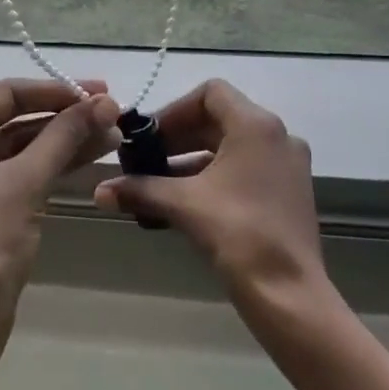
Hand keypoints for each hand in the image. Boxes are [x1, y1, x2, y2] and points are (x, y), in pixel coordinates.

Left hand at [0, 78, 121, 353]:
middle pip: (13, 118)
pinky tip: (88, 158)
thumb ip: (64, 136)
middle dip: (64, 117)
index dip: (55, 90)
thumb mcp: (26, 183)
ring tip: (112, 135)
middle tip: (112, 113)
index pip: (5, 94)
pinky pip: (17, 172)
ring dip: (63, 141)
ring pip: (19, 146)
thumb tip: (104, 102)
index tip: (100, 90)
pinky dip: (50, 165)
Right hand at [94, 79, 326, 315]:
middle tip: (146, 160)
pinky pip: (245, 168)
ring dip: (193, 159)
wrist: (290, 296)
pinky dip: (214, 176)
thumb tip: (98, 191)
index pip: (210, 93)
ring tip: (158, 184)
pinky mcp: (290, 192)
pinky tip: (185, 202)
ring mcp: (287, 165)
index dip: (175, 110)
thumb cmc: (238, 234)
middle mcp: (277, 136)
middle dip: (179, 137)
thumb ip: (140, 189)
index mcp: (256, 125)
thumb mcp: (183, 205)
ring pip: (231, 146)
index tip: (149, 136)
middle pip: (219, 119)